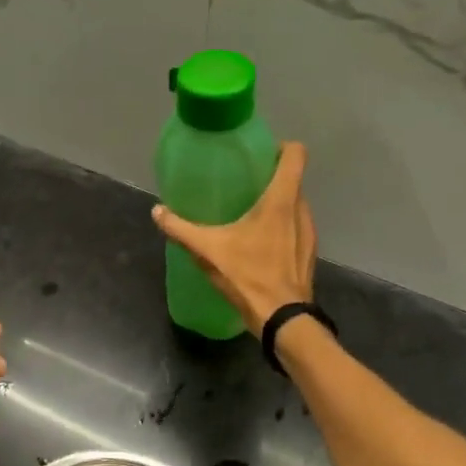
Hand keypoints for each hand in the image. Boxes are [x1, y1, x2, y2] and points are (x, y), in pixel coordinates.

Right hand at [152, 141, 316, 334]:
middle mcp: (300, 210)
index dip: (279, 147)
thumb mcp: (208, 251)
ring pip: (295, 204)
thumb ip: (181, 229)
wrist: (282, 318)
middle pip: (293, 179)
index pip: (295, 155)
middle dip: (271, 177)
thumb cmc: (248, 276)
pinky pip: (296, 227)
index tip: (258, 154)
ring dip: (277, 204)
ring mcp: (308, 232)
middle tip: (244, 184)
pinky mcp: (308, 253)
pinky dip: (282, 227)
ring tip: (249, 213)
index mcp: (281, 200)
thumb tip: (157, 211)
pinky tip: (260, 243)